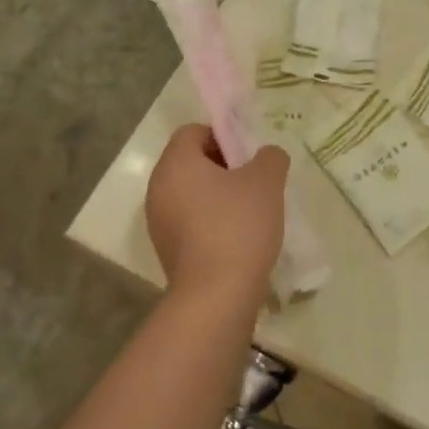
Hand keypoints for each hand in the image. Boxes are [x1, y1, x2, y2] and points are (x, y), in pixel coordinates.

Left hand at [145, 125, 287, 306]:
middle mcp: (158, 188)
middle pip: (190, 163)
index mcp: (176, 164)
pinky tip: (237, 238)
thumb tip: (267, 156)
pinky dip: (210, 222)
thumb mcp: (266, 181)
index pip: (193, 132)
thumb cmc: (238, 226)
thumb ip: (270, 157)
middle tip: (254, 182)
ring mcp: (159, 222)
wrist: (216, 296)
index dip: (223, 136)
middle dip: (223, 167)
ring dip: (218, 196)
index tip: (249, 157)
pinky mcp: (167, 250)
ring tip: (250, 212)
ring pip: (191, 194)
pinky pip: (189, 221)